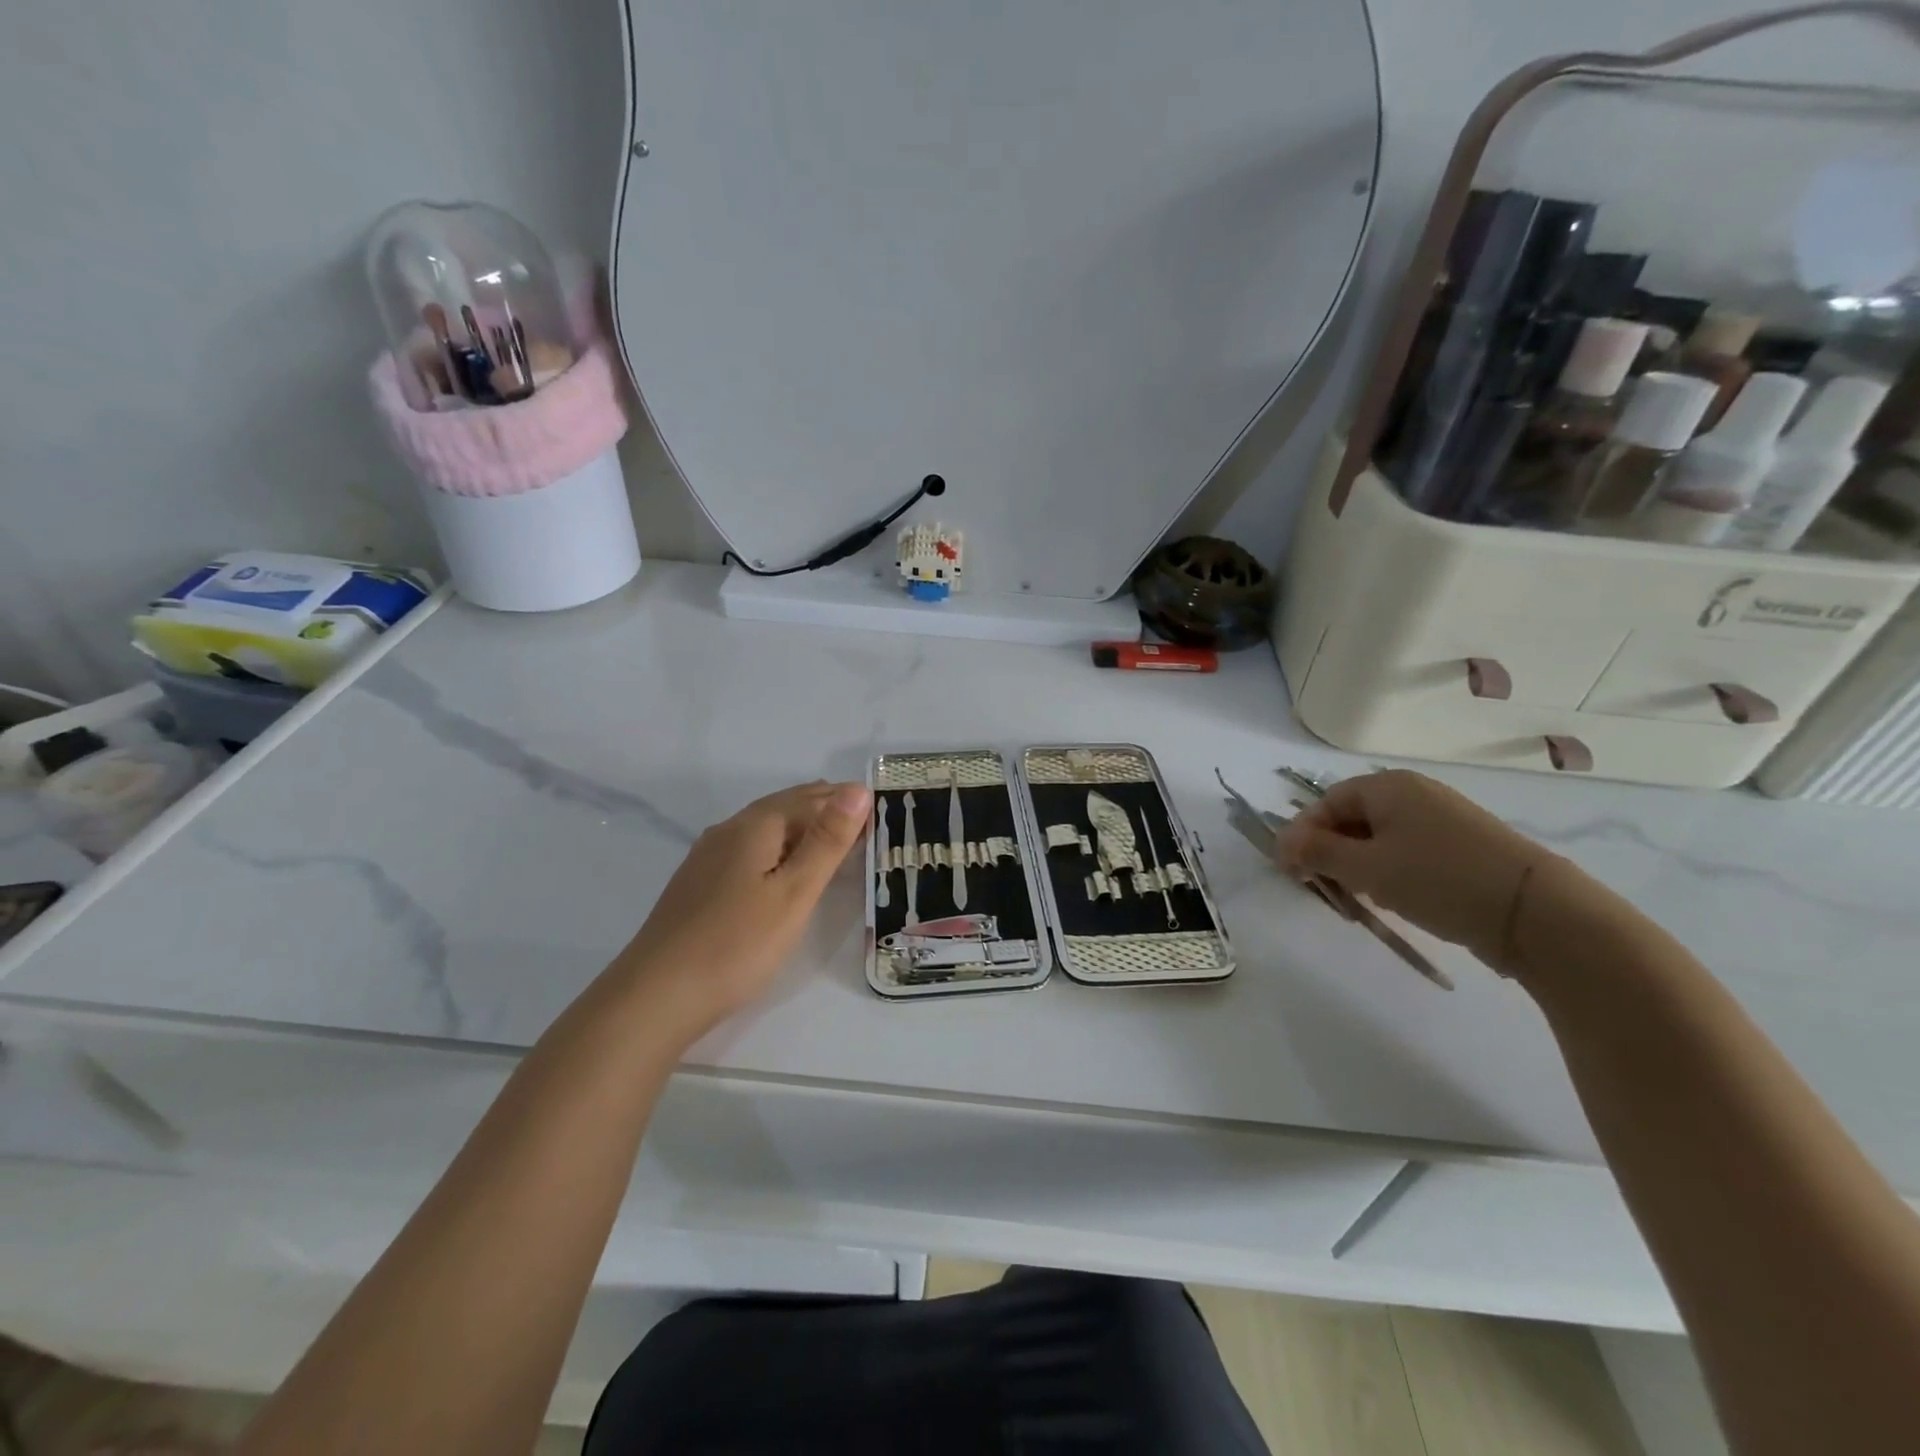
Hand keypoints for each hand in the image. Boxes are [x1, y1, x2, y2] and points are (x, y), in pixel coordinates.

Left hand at [619, 780, 871, 1036]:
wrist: (656, 996)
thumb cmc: (737, 943)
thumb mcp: (794, 892)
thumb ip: (827, 840)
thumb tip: (858, 788)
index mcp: (755, 826)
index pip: (811, 798)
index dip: (847, 802)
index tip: (881, 811)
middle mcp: (729, 830)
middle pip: (785, 807)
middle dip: (825, 808)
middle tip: (864, 819)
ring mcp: (708, 857)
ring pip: (765, 828)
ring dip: (802, 828)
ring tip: (832, 840)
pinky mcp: (699, 884)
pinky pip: (750, 850)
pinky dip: (779, 848)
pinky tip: (782, 868)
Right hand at [1273, 769, 1553, 967]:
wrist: (1537, 912)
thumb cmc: (1437, 879)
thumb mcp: (1366, 868)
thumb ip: (1317, 853)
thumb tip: (1283, 844)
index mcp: (1388, 786)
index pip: (1326, 803)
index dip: (1302, 834)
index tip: (1289, 870)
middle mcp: (1415, 793)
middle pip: (1353, 817)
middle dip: (1329, 851)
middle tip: (1318, 885)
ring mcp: (1444, 819)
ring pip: (1381, 837)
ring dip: (1358, 864)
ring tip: (1355, 896)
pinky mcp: (1465, 847)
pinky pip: (1410, 851)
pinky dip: (1390, 870)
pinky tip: (1393, 898)